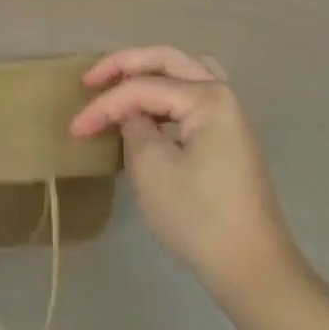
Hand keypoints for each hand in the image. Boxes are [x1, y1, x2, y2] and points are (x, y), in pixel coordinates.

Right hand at [70, 46, 301, 308]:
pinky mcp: (229, 135)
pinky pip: (193, 95)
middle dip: (125, 65)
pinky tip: (150, 111)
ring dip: (150, 72)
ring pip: (185, 71)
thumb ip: (133, 127)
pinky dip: (167, 92)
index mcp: (207, 97)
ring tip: (120, 85)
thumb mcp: (152, 170)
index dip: (104, 105)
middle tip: (91, 79)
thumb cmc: (199, 218)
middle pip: (167, 60)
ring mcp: (230, 114)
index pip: (142, 88)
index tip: (75, 130)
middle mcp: (222, 93)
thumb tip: (131, 113)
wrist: (253, 269)